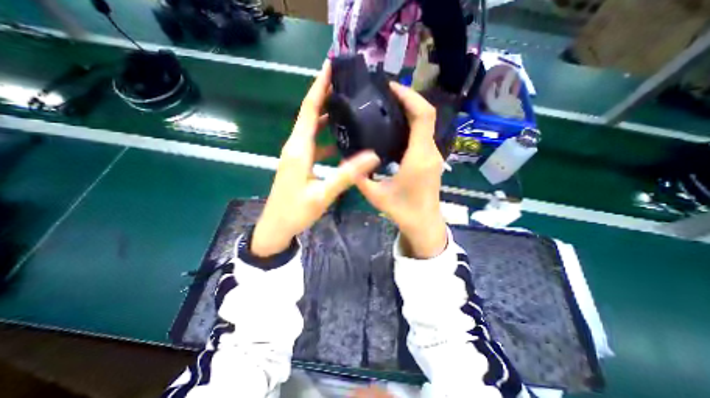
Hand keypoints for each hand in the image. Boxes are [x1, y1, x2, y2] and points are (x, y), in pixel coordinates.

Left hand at [251, 61, 379, 255]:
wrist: (275, 227)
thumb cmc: (295, 212)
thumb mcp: (322, 194)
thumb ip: (346, 175)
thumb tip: (372, 156)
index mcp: (299, 149)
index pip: (310, 110)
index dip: (319, 87)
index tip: (330, 66)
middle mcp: (295, 146)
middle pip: (310, 114)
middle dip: (324, 95)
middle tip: (345, 83)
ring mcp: (296, 155)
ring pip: (312, 128)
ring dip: (326, 116)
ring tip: (346, 106)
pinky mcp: (299, 164)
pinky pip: (314, 143)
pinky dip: (326, 137)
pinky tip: (340, 140)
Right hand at [358, 83, 444, 259]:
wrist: (424, 224)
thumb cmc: (403, 211)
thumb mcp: (376, 195)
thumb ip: (360, 177)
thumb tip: (348, 160)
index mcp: (418, 157)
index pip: (423, 115)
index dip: (409, 96)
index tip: (390, 87)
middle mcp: (430, 151)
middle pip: (426, 114)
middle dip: (407, 99)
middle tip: (384, 94)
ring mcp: (432, 155)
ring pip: (425, 124)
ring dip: (409, 111)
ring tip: (386, 106)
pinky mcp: (430, 159)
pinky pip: (423, 134)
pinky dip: (411, 124)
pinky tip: (394, 127)